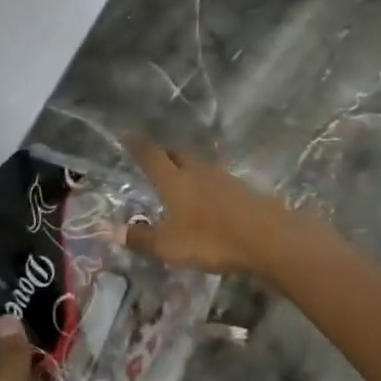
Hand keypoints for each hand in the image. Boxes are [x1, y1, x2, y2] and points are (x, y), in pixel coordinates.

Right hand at [125, 136, 286, 275]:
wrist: (266, 237)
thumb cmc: (210, 240)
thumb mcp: (169, 246)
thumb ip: (142, 239)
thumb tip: (115, 232)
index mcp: (174, 181)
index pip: (151, 156)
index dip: (138, 145)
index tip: (129, 134)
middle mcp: (198, 172)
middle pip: (179, 154)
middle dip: (166, 154)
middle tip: (158, 159)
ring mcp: (224, 178)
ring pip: (201, 166)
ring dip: (189, 169)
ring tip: (182, 180)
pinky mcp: (244, 190)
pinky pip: (219, 181)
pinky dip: (209, 185)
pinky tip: (209, 199)